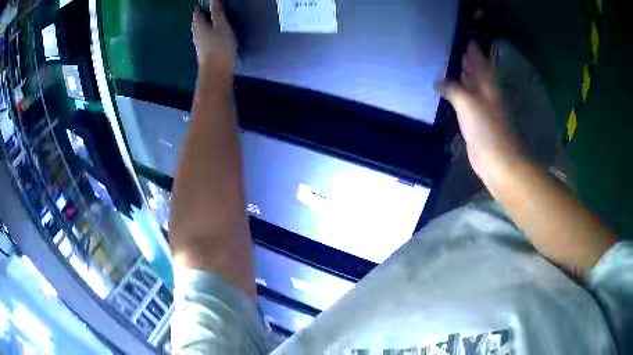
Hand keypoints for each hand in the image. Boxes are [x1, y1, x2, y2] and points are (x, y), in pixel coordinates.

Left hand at [192, 0, 235, 75]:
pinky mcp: (203, 50)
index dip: (201, 4)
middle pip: (198, 19)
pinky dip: (209, 29)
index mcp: (198, 25)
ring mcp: (199, 43)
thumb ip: (217, 12)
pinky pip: (205, 35)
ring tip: (215, 17)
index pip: (197, 10)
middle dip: (203, 12)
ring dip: (206, 21)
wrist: (216, 72)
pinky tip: (216, 31)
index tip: (206, 1)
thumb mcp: (221, 25)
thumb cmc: (219, 46)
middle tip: (212, 7)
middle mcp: (196, 33)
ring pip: (201, 28)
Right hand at [435, 41, 524, 182]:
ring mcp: (480, 105)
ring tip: (435, 68)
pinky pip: (463, 102)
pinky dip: (453, 96)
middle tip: (437, 52)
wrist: (499, 162)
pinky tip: (442, 93)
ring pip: (466, 85)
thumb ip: (452, 88)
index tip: (449, 38)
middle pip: (470, 68)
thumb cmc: (487, 128)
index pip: (475, 54)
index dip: (464, 44)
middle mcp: (485, 88)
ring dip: (453, 78)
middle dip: (456, 60)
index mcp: (487, 80)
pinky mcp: (475, 120)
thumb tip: (439, 82)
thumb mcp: (467, 102)